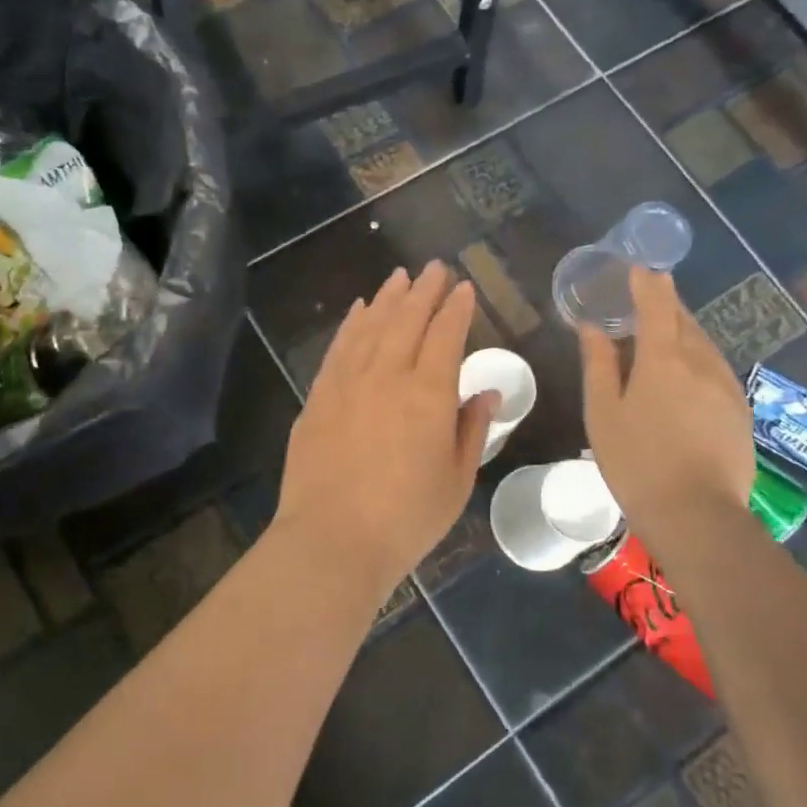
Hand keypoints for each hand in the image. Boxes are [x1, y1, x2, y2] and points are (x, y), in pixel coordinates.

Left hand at [273, 262, 495, 606]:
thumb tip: (488, 391)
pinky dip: (351, 324)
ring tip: (399, 277)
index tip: (464, 288)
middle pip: (408, 320)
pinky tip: (358, 310)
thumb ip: (472, 429)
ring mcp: (347, 383)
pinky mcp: (318, 397)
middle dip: (424, 291)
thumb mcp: (456, 480)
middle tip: (434, 267)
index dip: (457, 309)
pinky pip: (339, 348)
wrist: (332, 539)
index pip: (447, 336)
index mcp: (429, 395)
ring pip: (371, 326)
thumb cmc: (406, 519)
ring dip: (388, 298)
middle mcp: (387, 376)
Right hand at [580, 265, 753, 527]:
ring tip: (661, 337)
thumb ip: (599, 365)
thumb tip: (594, 328)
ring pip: (703, 345)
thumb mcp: (603, 413)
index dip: (647, 282)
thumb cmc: (636, 461)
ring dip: (682, 332)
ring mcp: (726, 387)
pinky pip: (715, 370)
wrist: (696, 514)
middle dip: (665, 305)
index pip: (657, 304)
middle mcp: (701, 363)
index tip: (639, 267)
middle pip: (684, 320)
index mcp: (663, 359)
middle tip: (645, 300)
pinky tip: (685, 378)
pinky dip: (697, 360)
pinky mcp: (740, 411)